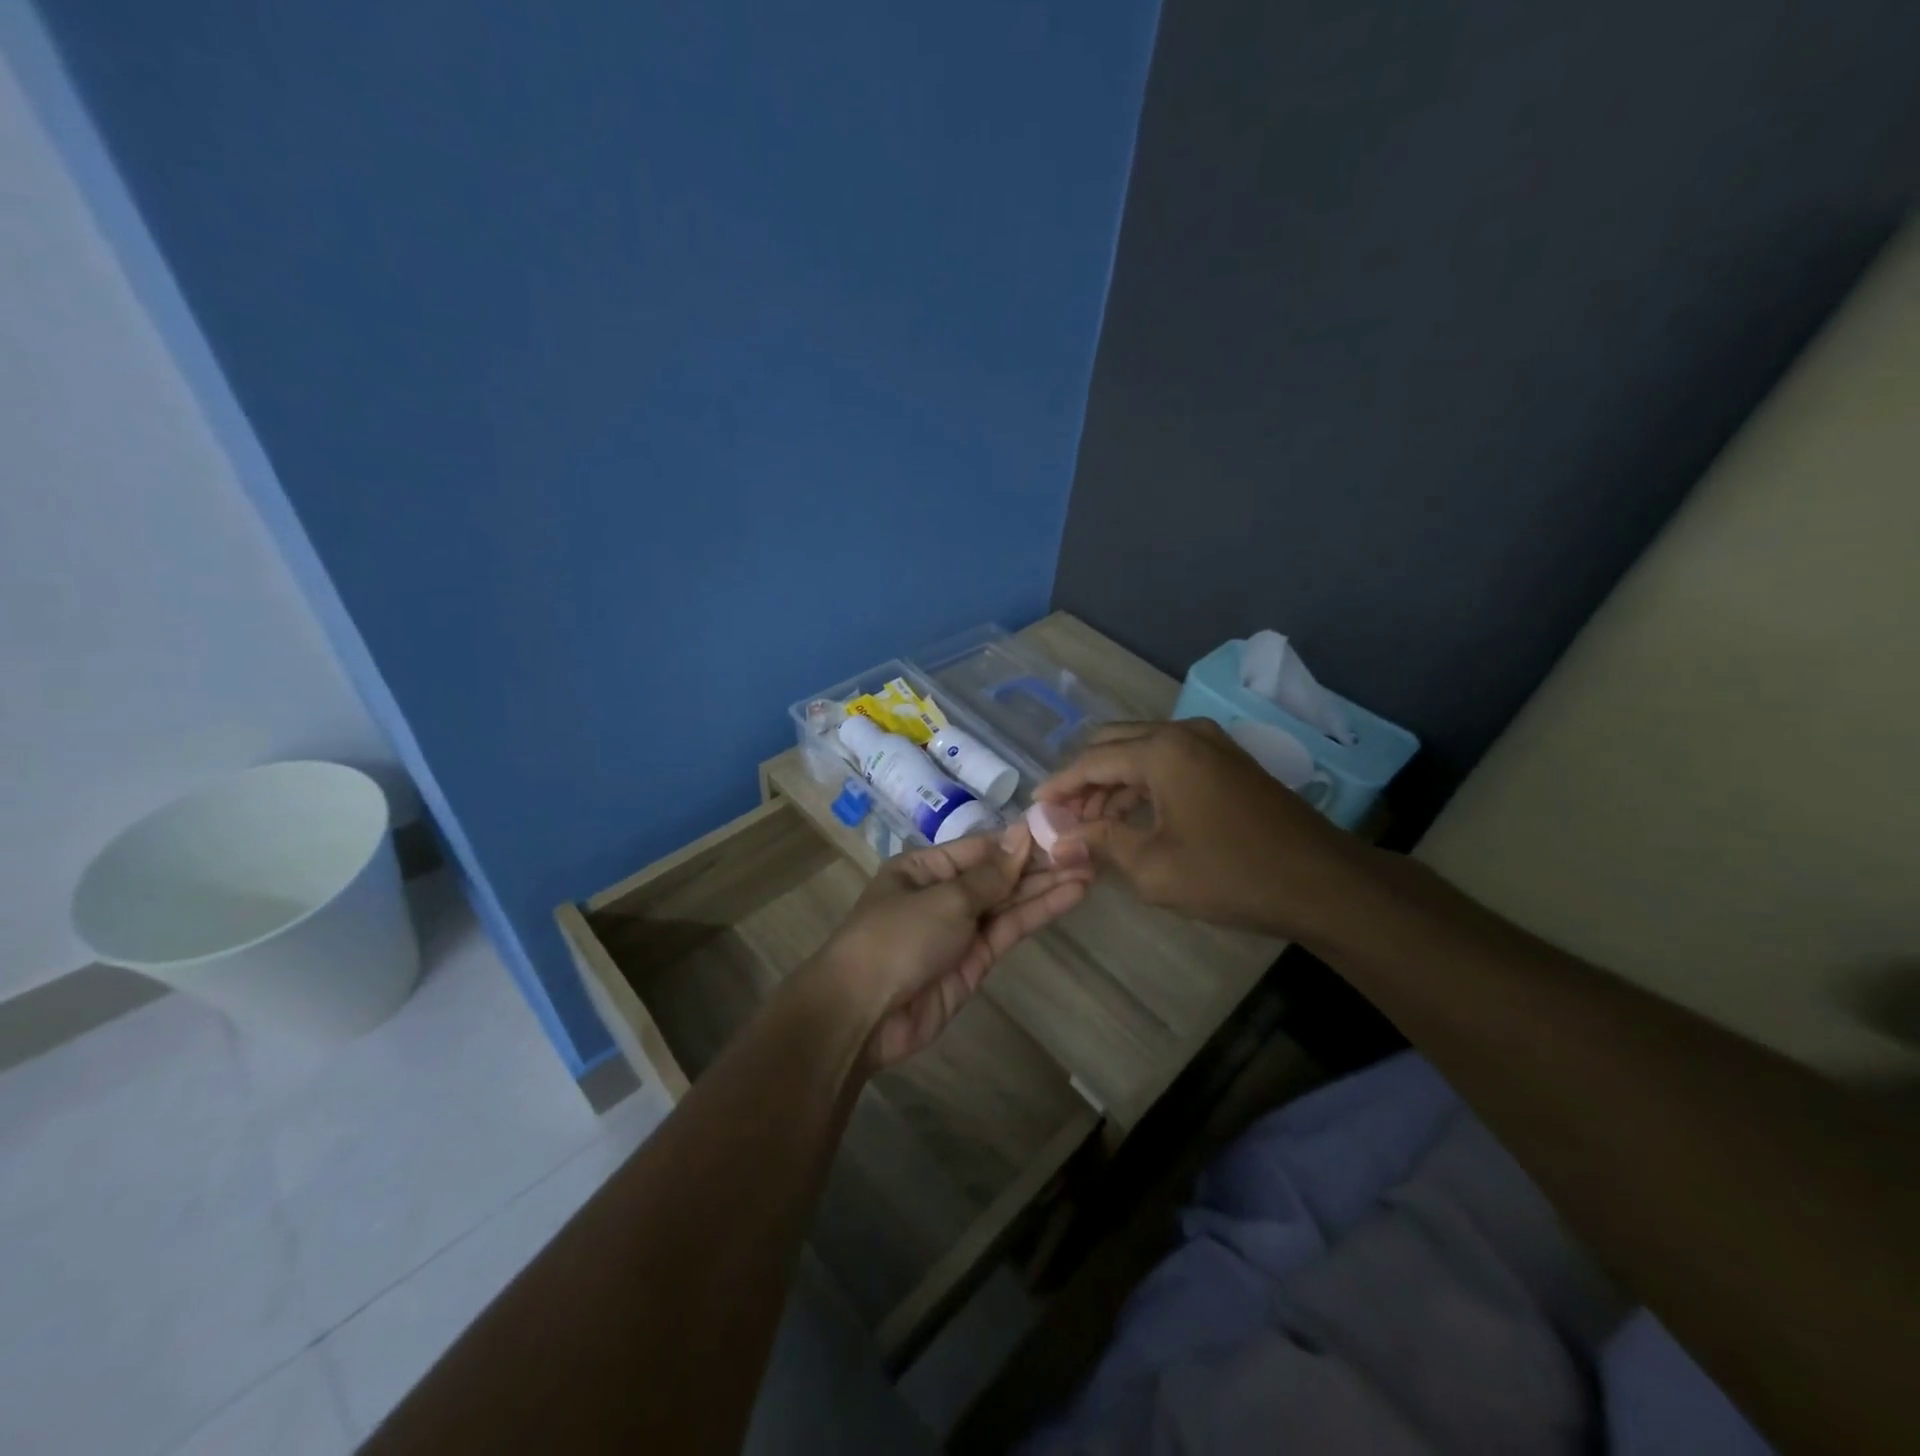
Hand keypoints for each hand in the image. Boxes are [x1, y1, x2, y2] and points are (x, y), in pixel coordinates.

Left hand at [811, 825, 1092, 1068]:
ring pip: (1008, 902)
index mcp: (923, 868)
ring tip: (1090, 869)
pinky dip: (1037, 913)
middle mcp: (942, 894)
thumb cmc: (896, 938)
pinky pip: (1008, 930)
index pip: (979, 847)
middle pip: (997, 874)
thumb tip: (1021, 834)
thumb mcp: (944, 898)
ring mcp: (959, 929)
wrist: (863, 1014)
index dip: (1018, 840)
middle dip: (1038, 863)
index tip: (1060, 828)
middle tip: (1086, 849)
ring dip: (1046, 886)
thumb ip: (990, 874)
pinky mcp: (974, 962)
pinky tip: (1069, 895)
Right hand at [1035, 718, 1370, 938]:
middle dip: (1085, 778)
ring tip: (1094, 824)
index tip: (1035, 807)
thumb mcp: (1153, 867)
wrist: (1323, 883)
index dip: (1060, 785)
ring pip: (1143, 752)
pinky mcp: (1229, 761)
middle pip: (1114, 744)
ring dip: (1114, 782)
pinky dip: (1144, 784)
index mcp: (1162, 751)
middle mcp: (1184, 733)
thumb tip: (1057, 841)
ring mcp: (1211, 743)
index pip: (1092, 760)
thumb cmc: (1231, 874)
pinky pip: (1170, 761)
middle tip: (1065, 816)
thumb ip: (1101, 843)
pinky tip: (1133, 817)